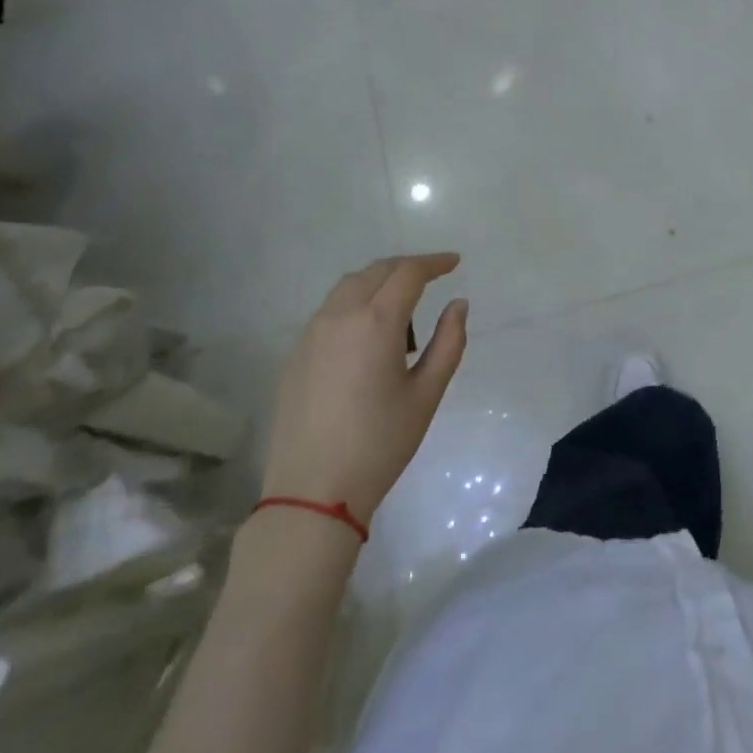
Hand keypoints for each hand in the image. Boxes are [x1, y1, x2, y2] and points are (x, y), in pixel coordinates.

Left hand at [261, 254, 468, 523]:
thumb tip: (458, 305)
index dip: (434, 263)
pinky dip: (355, 305)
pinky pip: (329, 311)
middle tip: (432, 279)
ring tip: (402, 316)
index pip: (408, 273)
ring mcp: (311, 333)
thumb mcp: (427, 394)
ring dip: (378, 284)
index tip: (455, 263)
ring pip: (348, 287)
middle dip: (406, 268)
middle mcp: (339, 316)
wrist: (313, 489)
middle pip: (375, 271)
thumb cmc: (381, 443)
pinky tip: (368, 339)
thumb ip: (449, 342)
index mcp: (376, 322)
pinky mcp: (295, 354)